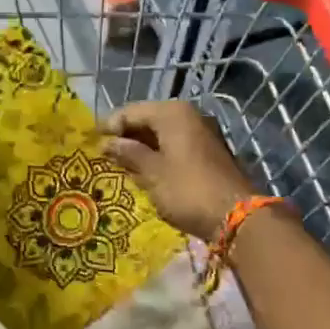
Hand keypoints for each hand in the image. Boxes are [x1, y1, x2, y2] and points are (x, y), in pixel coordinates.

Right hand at [100, 100, 258, 239]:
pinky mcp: (209, 153)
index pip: (131, 111)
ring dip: (142, 148)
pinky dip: (159, 155)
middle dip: (126, 137)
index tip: (92, 142)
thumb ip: (128, 153)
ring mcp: (202, 133)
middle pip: (148, 120)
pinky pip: (175, 146)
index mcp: (172, 113)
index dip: (110, 126)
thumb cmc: (187, 189)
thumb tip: (107, 143)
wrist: (238, 217)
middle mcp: (189, 116)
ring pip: (162, 134)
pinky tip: (146, 172)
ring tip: (121, 165)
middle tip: (104, 155)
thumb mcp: (152, 172)